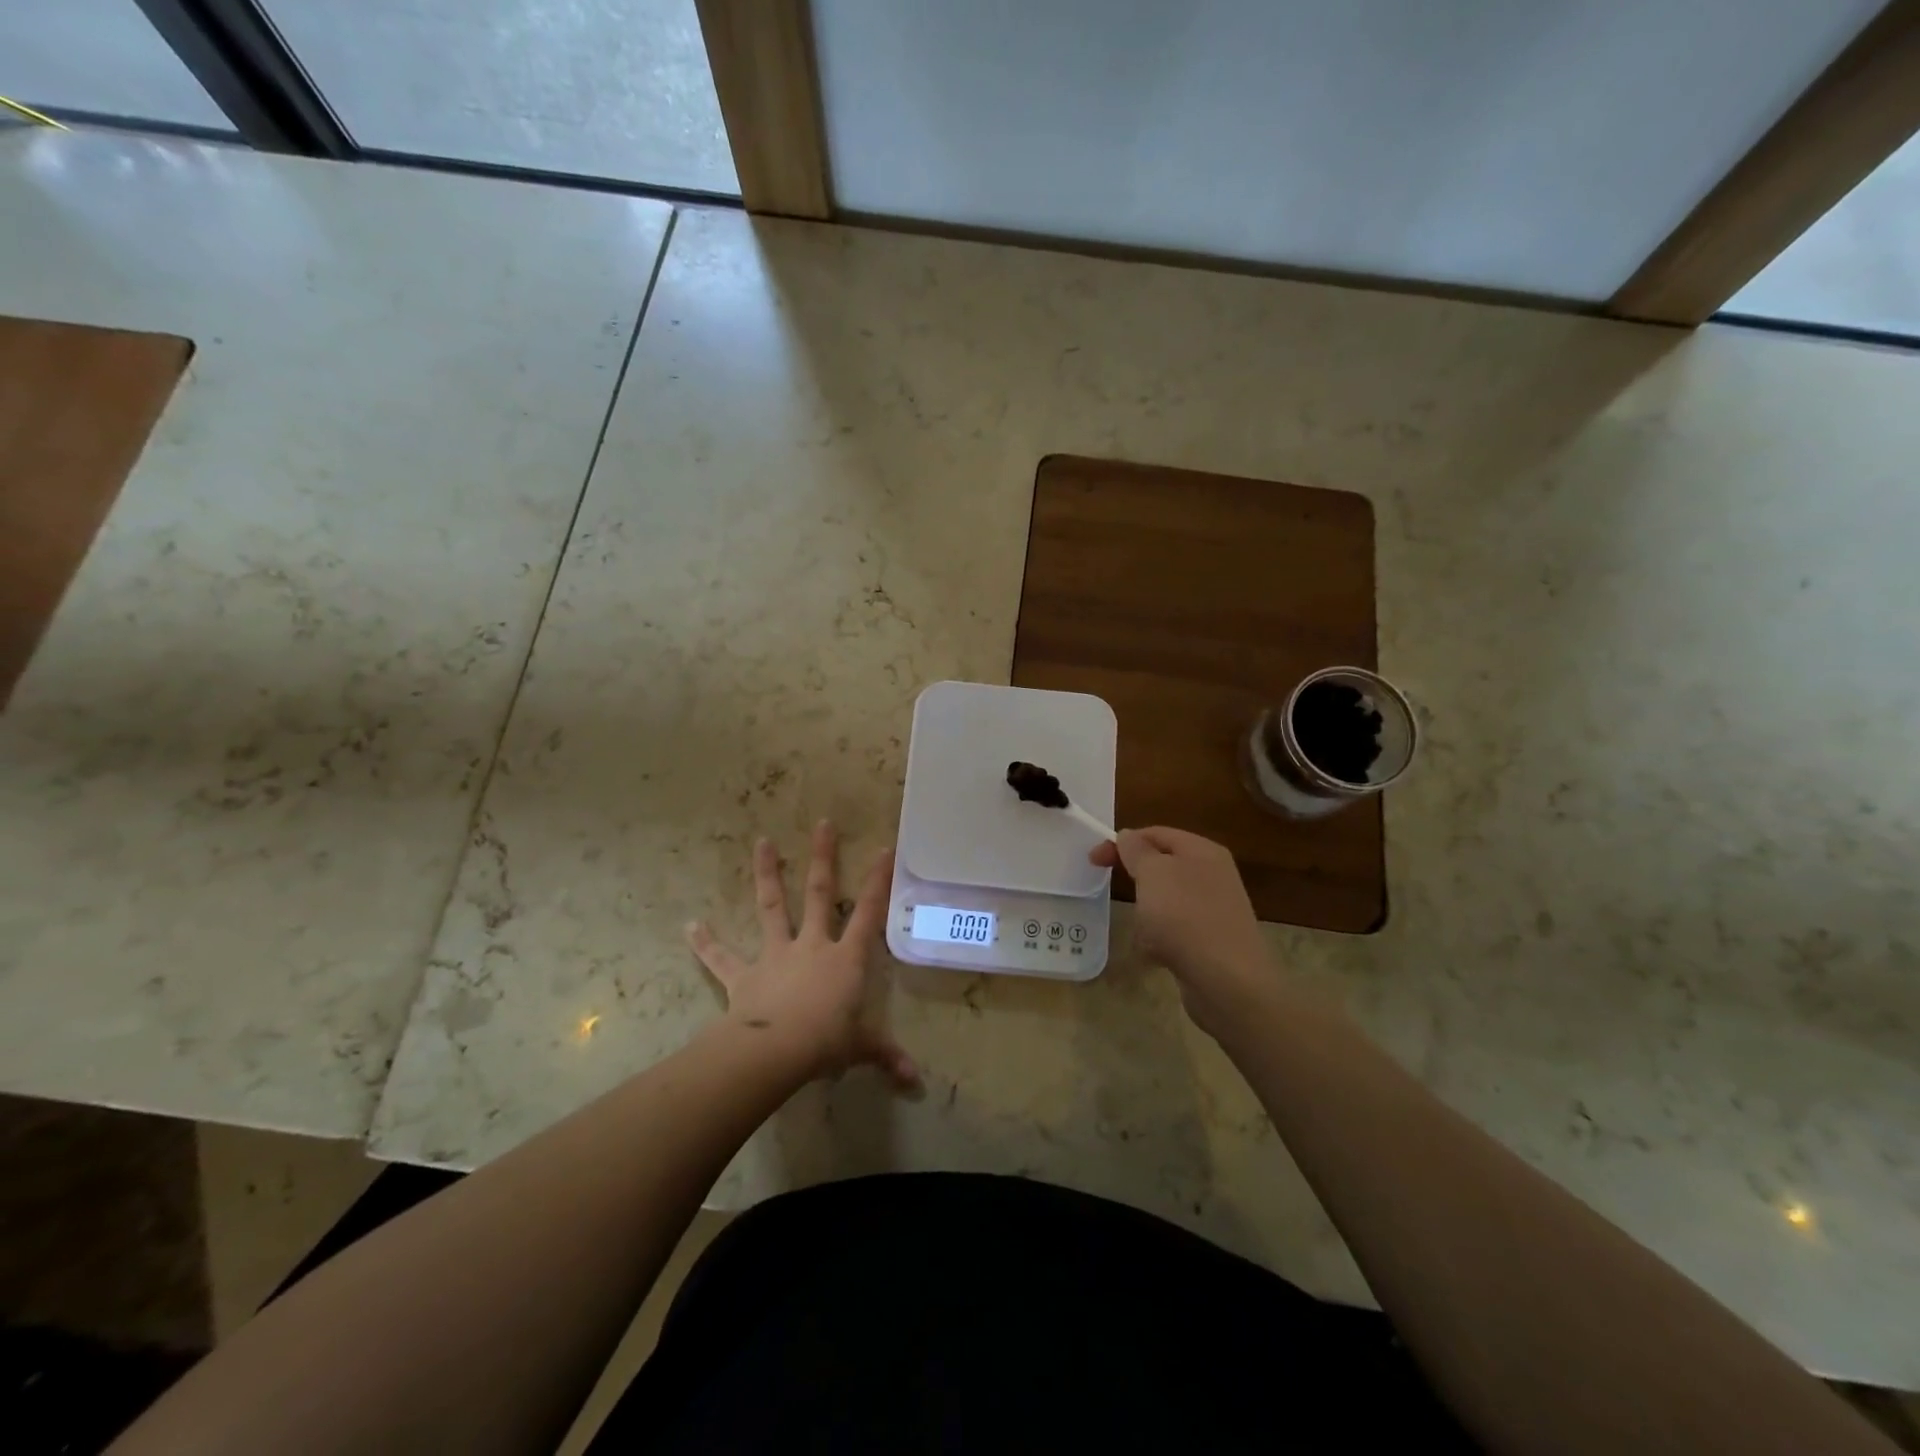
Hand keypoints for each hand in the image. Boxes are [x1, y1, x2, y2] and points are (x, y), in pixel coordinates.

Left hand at [687, 820, 918, 1089]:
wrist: (775, 1051)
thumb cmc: (826, 1042)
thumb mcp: (861, 1047)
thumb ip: (886, 1056)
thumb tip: (917, 1081)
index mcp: (845, 957)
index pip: (868, 913)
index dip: (877, 882)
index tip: (883, 849)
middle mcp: (812, 945)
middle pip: (819, 893)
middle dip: (822, 858)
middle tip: (822, 823)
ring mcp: (776, 955)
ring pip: (772, 908)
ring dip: (767, 875)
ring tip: (761, 842)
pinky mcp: (744, 975)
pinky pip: (722, 958)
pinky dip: (706, 943)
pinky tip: (689, 926)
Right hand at [1090, 827, 1273, 1038]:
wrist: (1228, 982)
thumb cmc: (1185, 917)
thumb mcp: (1153, 873)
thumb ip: (1137, 850)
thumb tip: (1128, 835)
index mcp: (1202, 851)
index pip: (1156, 833)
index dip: (1123, 842)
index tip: (1093, 860)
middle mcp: (1213, 875)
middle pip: (1162, 867)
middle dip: (1137, 879)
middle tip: (1114, 890)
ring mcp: (1214, 910)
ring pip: (1165, 900)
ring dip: (1146, 913)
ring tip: (1143, 930)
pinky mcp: (1211, 941)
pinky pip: (1175, 931)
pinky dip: (1160, 939)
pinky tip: (1156, 955)